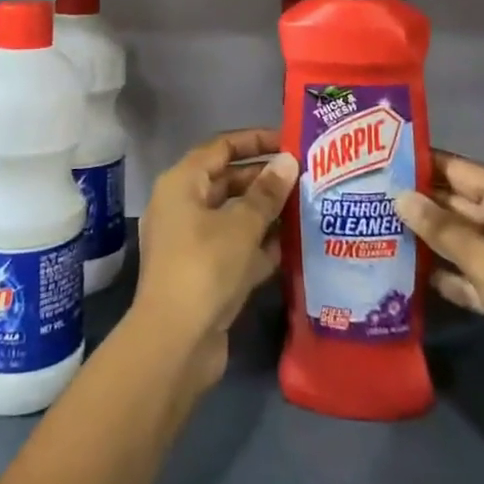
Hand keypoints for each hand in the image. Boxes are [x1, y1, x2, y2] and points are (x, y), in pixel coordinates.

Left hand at [133, 128, 299, 392]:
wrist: (175, 343)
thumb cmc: (205, 267)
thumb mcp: (242, 225)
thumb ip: (267, 193)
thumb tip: (288, 161)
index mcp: (182, 183)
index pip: (221, 147)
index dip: (255, 141)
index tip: (290, 141)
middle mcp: (183, 206)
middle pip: (228, 181)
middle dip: (265, 179)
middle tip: (306, 177)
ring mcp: (191, 242)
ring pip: (234, 216)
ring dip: (267, 213)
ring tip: (308, 207)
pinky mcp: (203, 273)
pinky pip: (235, 247)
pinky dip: (260, 245)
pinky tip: (295, 246)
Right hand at [394, 151, 483, 444]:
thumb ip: (443, 230)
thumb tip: (400, 196)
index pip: (460, 170)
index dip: (421, 163)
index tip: (377, 160)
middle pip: (459, 204)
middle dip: (418, 202)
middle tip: (365, 199)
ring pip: (462, 242)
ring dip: (427, 240)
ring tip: (375, 232)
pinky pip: (471, 277)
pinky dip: (446, 276)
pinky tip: (409, 277)